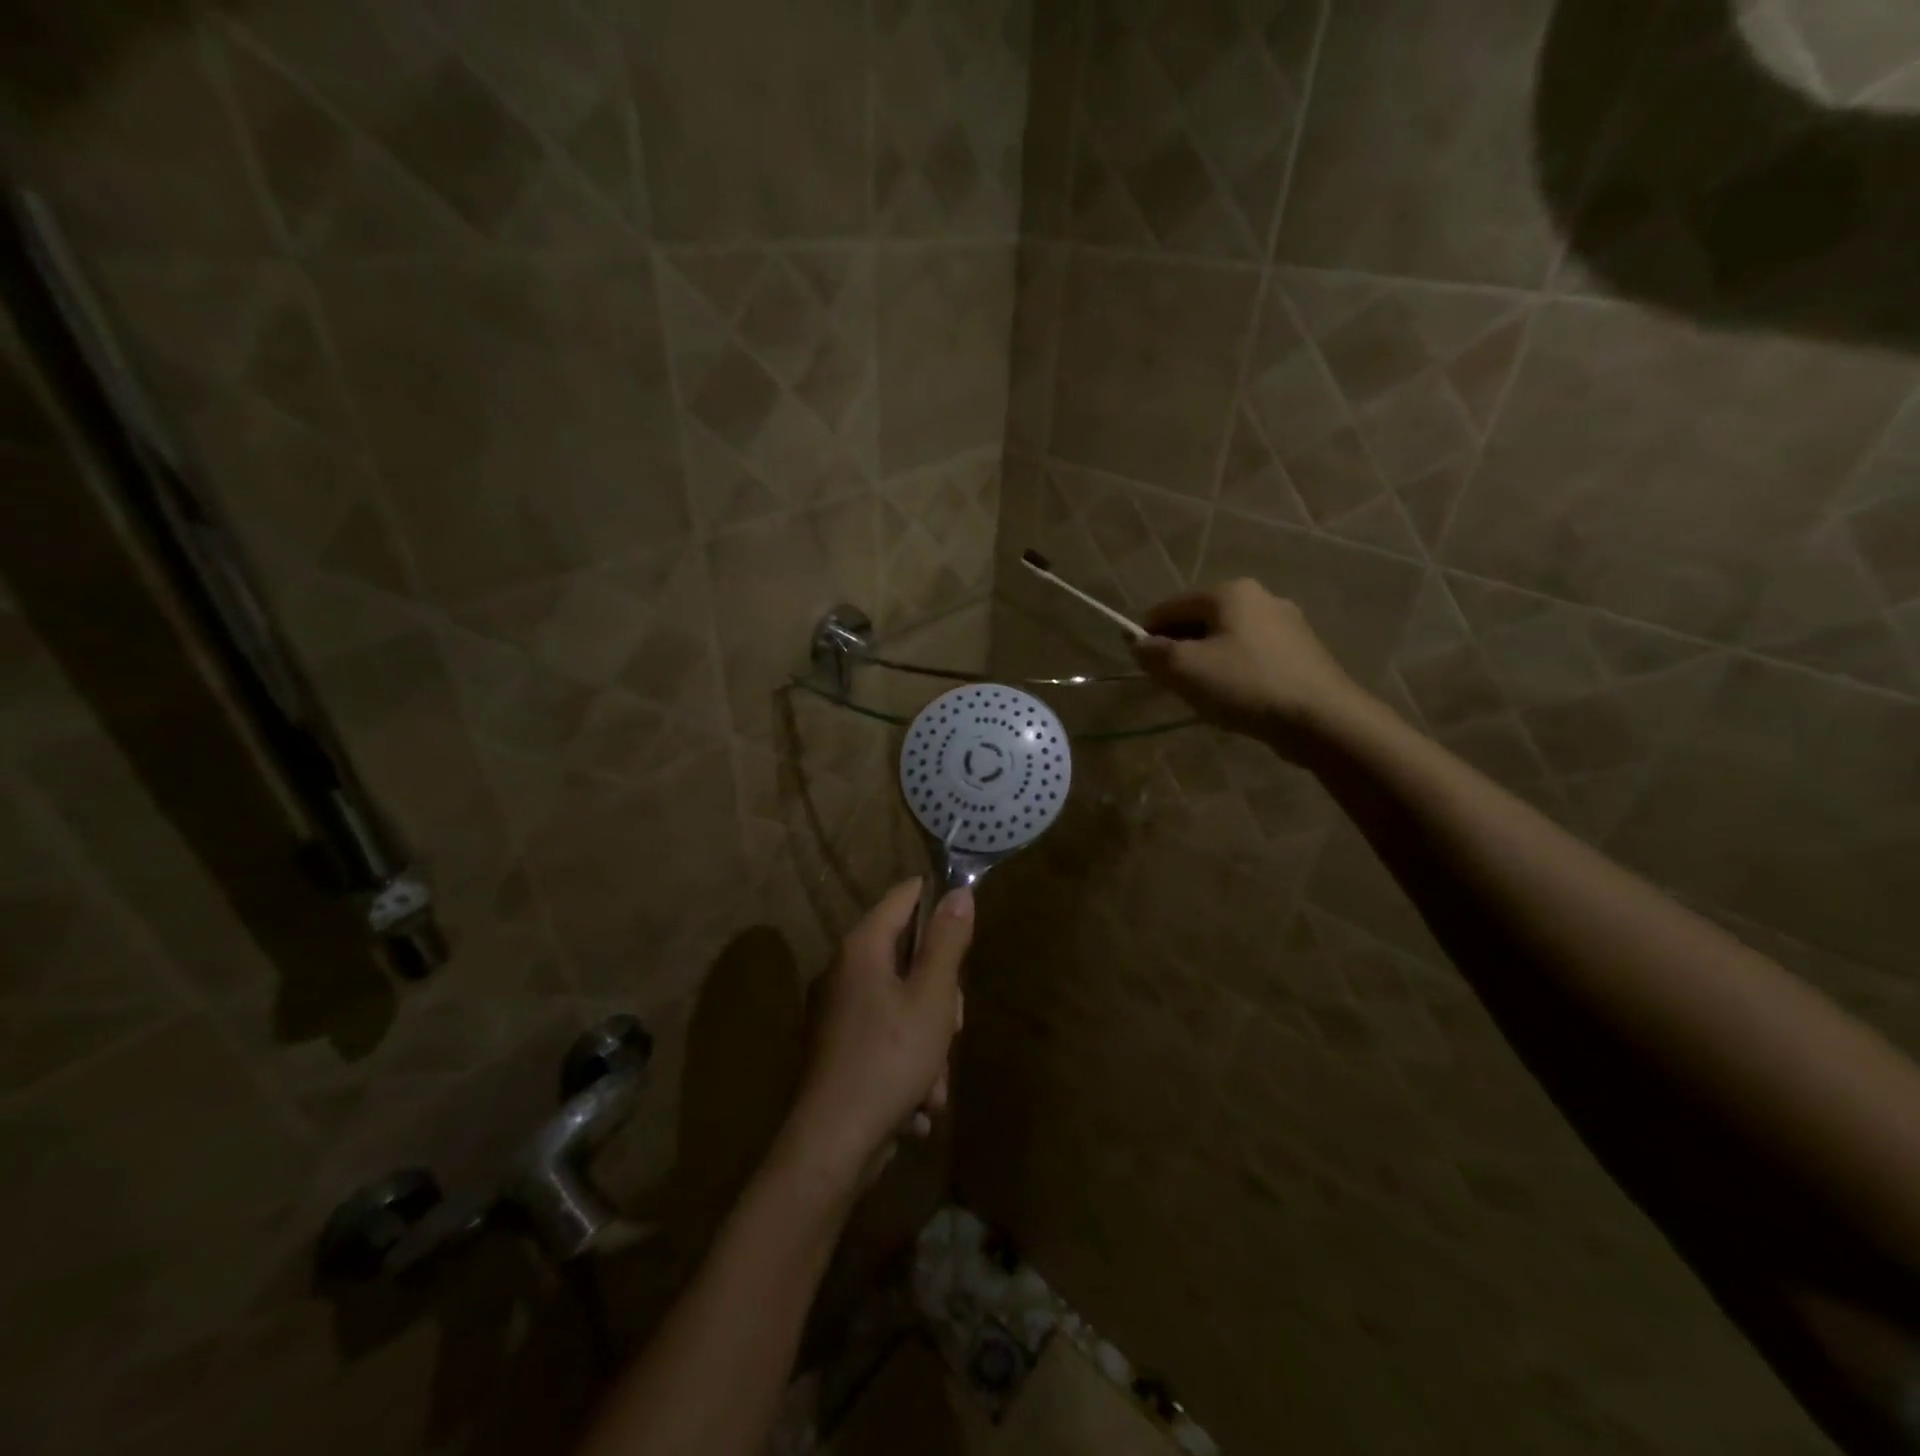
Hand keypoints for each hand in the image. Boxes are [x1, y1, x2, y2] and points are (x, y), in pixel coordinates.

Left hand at [787, 880, 973, 1181]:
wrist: (832, 1145)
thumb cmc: (889, 1059)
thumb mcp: (932, 998)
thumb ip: (947, 943)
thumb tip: (959, 892)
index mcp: (862, 948)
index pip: (904, 896)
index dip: (937, 901)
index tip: (965, 928)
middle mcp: (844, 971)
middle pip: (908, 957)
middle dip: (940, 994)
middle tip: (952, 1026)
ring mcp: (838, 1012)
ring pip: (903, 1004)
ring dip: (929, 1041)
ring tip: (934, 1083)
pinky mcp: (839, 1049)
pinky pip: (886, 1038)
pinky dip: (907, 1064)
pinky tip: (917, 1104)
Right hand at [1131, 579, 1368, 750]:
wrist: (1322, 718)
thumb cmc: (1246, 685)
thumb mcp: (1185, 669)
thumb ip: (1153, 653)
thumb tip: (1137, 644)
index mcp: (1229, 592)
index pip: (1169, 607)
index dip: (1147, 636)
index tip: (1142, 667)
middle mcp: (1259, 597)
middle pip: (1199, 621)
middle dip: (1179, 650)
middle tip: (1173, 685)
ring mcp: (1285, 623)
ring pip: (1225, 640)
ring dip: (1206, 663)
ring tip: (1204, 696)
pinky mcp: (1301, 651)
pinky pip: (1250, 655)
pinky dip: (1234, 672)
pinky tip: (1237, 699)